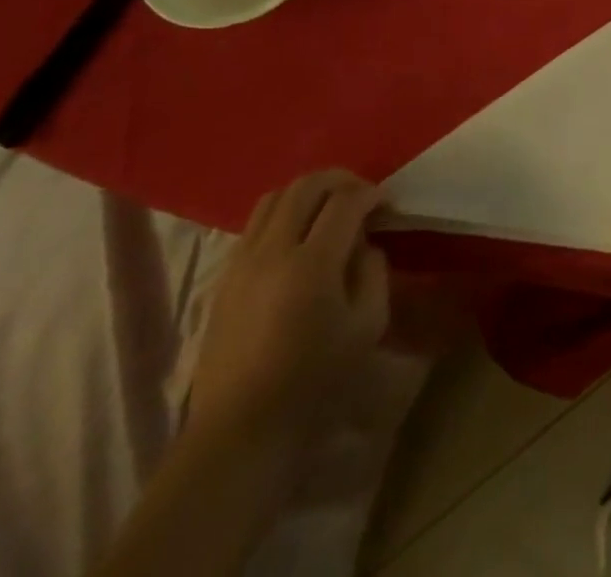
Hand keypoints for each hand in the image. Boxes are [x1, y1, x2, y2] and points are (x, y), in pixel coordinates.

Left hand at [187, 170, 390, 459]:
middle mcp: (272, 250)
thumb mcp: (367, 326)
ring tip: (328, 210)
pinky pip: (255, 224)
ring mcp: (242, 261)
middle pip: (306, 185)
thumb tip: (364, 244)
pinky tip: (297, 239)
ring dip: (307, 193)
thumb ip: (373, 272)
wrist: (240, 430)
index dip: (371, 193)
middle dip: (340, 180)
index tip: (386, 204)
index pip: (345, 200)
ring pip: (274, 196)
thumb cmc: (314, 381)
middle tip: (361, 195)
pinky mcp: (224, 277)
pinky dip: (282, 215)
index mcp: (312, 264)